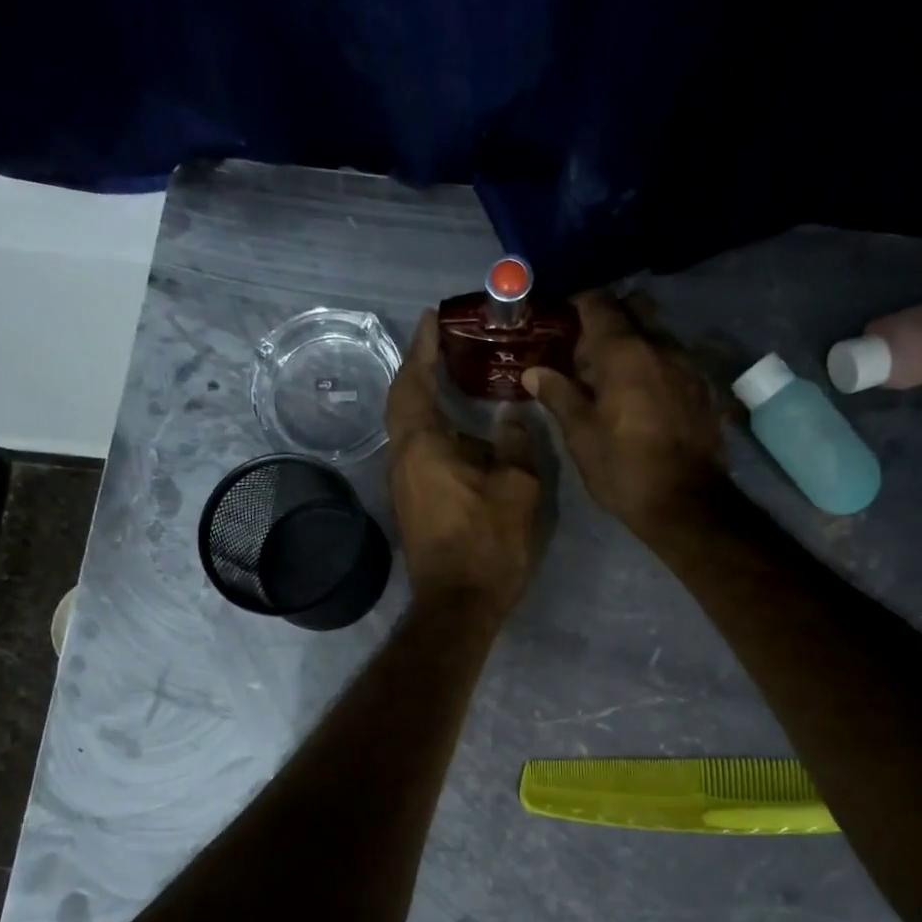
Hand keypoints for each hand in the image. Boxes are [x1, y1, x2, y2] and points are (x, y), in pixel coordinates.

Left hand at [387, 313, 545, 618]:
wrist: (458, 605)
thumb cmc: (487, 543)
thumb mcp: (517, 488)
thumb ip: (515, 443)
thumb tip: (511, 415)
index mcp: (423, 445)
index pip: (413, 381)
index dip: (422, 347)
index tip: (433, 316)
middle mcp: (403, 459)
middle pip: (405, 402)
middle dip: (422, 369)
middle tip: (450, 345)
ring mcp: (405, 484)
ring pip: (412, 429)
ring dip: (430, 401)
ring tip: (461, 381)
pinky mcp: (415, 504)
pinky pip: (421, 451)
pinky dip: (437, 430)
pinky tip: (466, 433)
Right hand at [523, 291, 724, 536]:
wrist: (687, 503)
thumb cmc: (623, 469)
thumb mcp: (581, 436)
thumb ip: (559, 396)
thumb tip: (534, 371)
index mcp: (624, 353)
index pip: (599, 304)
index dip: (577, 304)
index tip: (560, 318)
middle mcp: (661, 346)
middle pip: (635, 309)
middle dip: (610, 319)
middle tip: (586, 350)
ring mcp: (688, 365)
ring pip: (657, 334)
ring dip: (634, 344)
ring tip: (611, 378)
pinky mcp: (703, 388)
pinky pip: (674, 360)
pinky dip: (654, 365)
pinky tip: (641, 397)